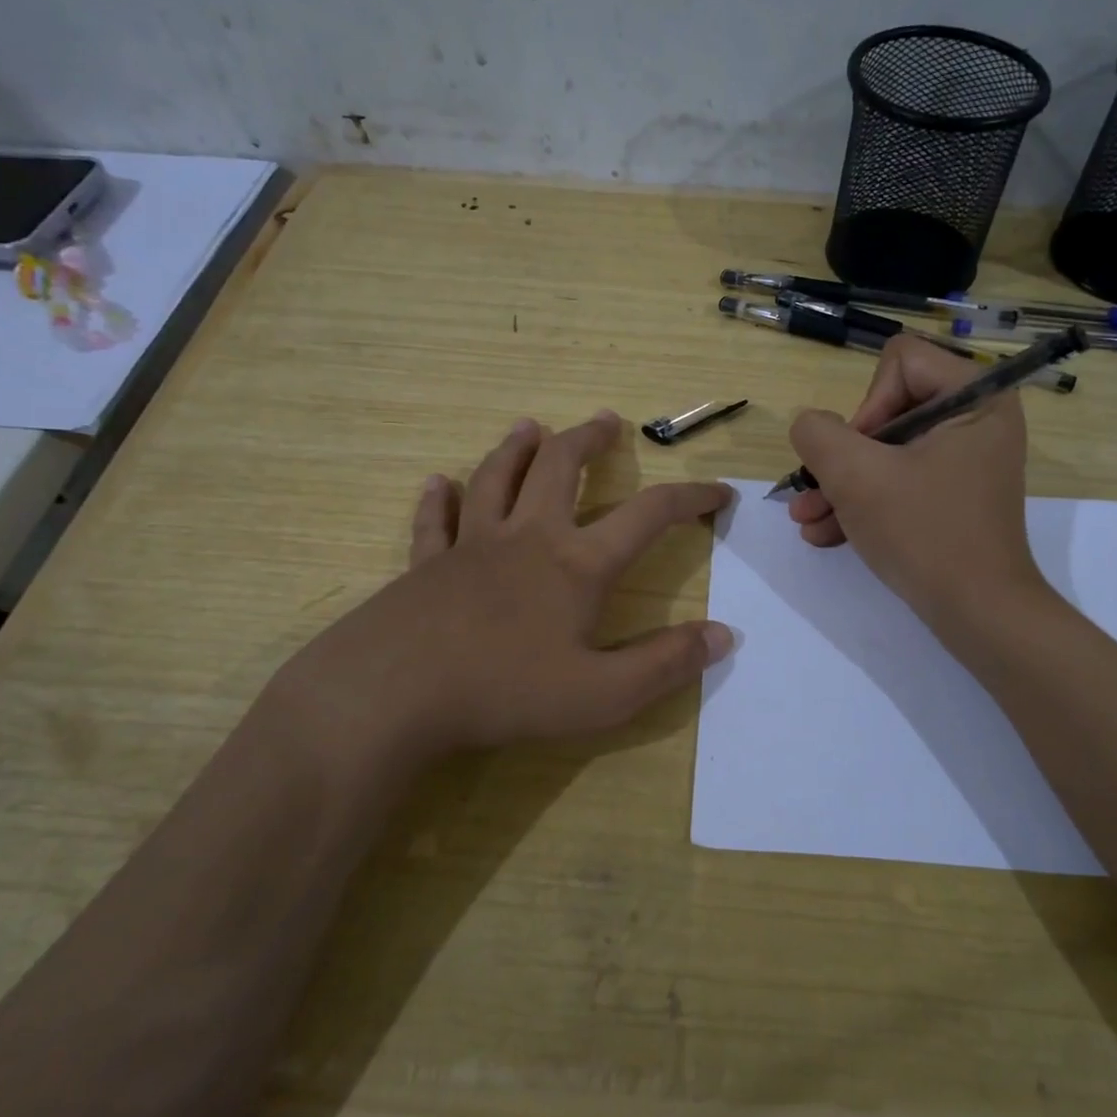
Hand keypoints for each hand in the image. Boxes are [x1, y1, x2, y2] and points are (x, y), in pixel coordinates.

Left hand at [265, 411, 732, 776]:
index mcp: (577, 564)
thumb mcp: (603, 694)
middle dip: (589, 440)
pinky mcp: (424, 565)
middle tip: (607, 421)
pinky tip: (438, 483)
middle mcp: (527, 538)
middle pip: (561, 468)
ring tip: (531, 426)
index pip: (649, 514)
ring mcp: (470, 546)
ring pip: (496, 478)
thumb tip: (724, 635)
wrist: (392, 695)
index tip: (719, 492)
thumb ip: (666, 664)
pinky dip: (439, 499)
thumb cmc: (505, 691)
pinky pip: (434, 521)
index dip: (690, 498)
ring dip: (517, 449)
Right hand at [787, 336, 1046, 620]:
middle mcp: (976, 421)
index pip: (900, 361)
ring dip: (840, 486)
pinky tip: (824, 534)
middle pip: (887, 410)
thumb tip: (811, 427)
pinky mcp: (953, 497)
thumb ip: (818, 435)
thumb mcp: (856, 476)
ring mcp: (965, 462)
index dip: (866, 404)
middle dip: (842, 457)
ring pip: (886, 453)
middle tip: (814, 491)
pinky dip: (864, 504)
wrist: (978, 614)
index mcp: (975, 397)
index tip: (859, 455)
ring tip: (805, 520)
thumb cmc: (924, 533)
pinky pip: (900, 483)